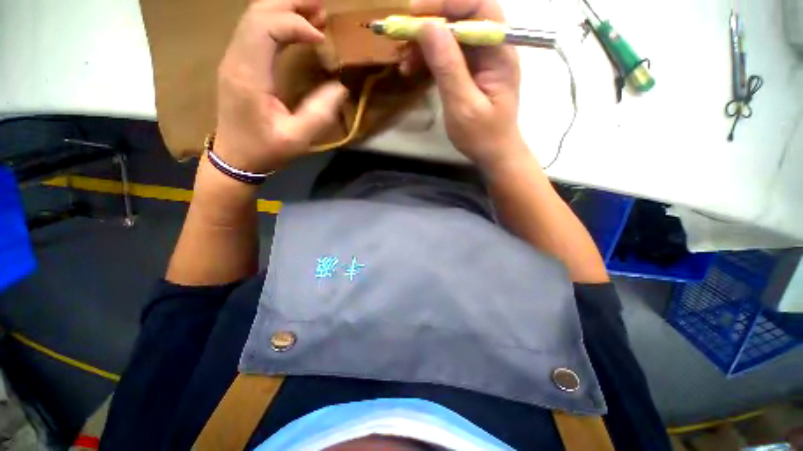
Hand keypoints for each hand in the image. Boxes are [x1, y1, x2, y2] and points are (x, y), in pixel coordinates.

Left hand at [215, 0, 347, 173]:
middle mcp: (236, 58)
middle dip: (291, 4)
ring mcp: (234, 58)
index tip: (321, 40)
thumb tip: (339, 88)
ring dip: (285, 9)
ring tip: (315, 14)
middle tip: (321, 8)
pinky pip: (255, 30)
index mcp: (248, 75)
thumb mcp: (297, 139)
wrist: (235, 157)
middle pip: (257, 12)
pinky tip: (297, 29)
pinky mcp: (238, 63)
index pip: (266, 28)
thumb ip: (319, 113)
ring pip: (255, 16)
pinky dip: (278, 22)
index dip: (296, 24)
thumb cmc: (265, 150)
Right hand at [404, 0, 528, 171]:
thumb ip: (448, 66)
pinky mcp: (471, 70)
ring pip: (451, 35)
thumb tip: (427, 27)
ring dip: (425, 43)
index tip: (414, 13)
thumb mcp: (463, 105)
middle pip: (461, 17)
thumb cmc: (482, 136)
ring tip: (404, 63)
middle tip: (401, 37)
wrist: (493, 153)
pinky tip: (413, 69)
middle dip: (429, 23)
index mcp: (499, 52)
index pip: (477, 7)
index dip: (446, 3)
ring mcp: (482, 59)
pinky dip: (429, 58)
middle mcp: (493, 48)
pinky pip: (448, 54)